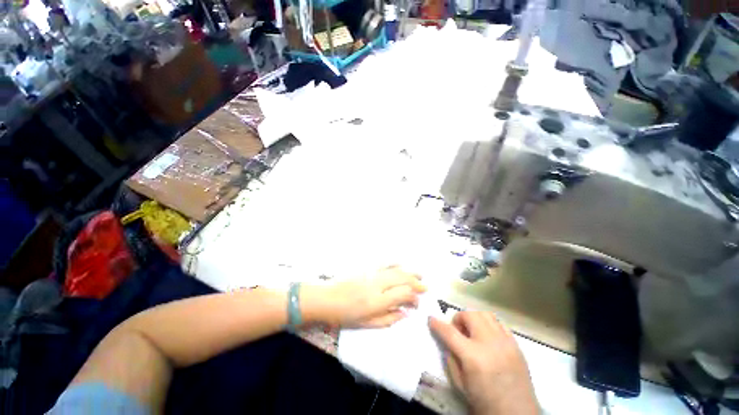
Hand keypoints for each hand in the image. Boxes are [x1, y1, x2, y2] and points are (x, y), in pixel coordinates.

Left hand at [305, 266, 425, 327]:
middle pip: (402, 278)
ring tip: (419, 275)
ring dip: (409, 271)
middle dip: (416, 282)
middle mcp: (377, 284)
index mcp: (377, 301)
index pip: (403, 294)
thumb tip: (405, 313)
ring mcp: (372, 273)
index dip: (414, 298)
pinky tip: (401, 264)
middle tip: (425, 287)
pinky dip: (395, 263)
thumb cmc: (345, 315)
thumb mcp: (366, 324)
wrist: (326, 298)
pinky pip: (384, 263)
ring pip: (395, 269)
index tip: (417, 303)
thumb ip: (388, 319)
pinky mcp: (366, 267)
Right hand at [429, 312, 537, 414]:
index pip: (449, 332)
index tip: (430, 319)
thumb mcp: (460, 384)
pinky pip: (499, 324)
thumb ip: (450, 358)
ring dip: (474, 319)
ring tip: (473, 333)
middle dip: (458, 318)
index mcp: (473, 356)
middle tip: (457, 331)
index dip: (437, 324)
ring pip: (485, 315)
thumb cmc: (484, 401)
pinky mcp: (517, 345)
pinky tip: (488, 339)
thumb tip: (448, 341)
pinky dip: (489, 326)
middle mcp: (490, 344)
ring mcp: (505, 343)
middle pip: (470, 315)